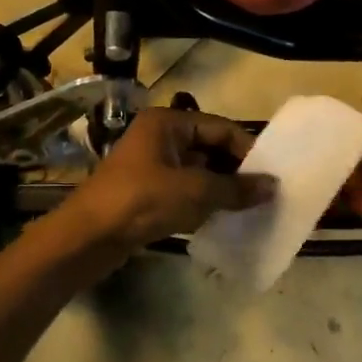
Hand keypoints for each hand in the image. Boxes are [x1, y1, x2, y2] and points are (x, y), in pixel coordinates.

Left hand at [66, 108, 275, 253]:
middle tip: (265, 193)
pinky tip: (224, 218)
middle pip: (209, 148)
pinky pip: (184, 191)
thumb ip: (235, 188)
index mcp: (167, 123)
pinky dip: (204, 202)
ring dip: (222, 188)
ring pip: (198, 172)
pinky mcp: (146, 193)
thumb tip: (273, 186)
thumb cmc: (141, 201)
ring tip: (251, 207)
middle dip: (236, 170)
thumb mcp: (194, 191)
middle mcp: (159, 138)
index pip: (219, 128)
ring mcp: (151, 166)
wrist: (87, 238)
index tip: (273, 174)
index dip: (247, 149)